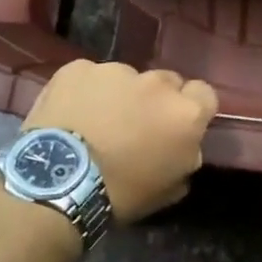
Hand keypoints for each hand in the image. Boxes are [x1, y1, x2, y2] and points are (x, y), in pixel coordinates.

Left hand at [23, 61, 217, 221]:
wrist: (57, 183)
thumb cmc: (120, 194)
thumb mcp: (168, 189)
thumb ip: (186, 158)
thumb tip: (185, 146)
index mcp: (185, 113)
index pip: (204, 94)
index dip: (192, 108)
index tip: (176, 126)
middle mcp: (156, 83)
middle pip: (165, 82)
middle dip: (155, 100)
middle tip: (134, 126)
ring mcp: (116, 71)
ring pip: (125, 78)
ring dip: (119, 95)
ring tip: (95, 122)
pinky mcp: (78, 68)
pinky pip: (89, 77)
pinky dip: (85, 92)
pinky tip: (70, 114)